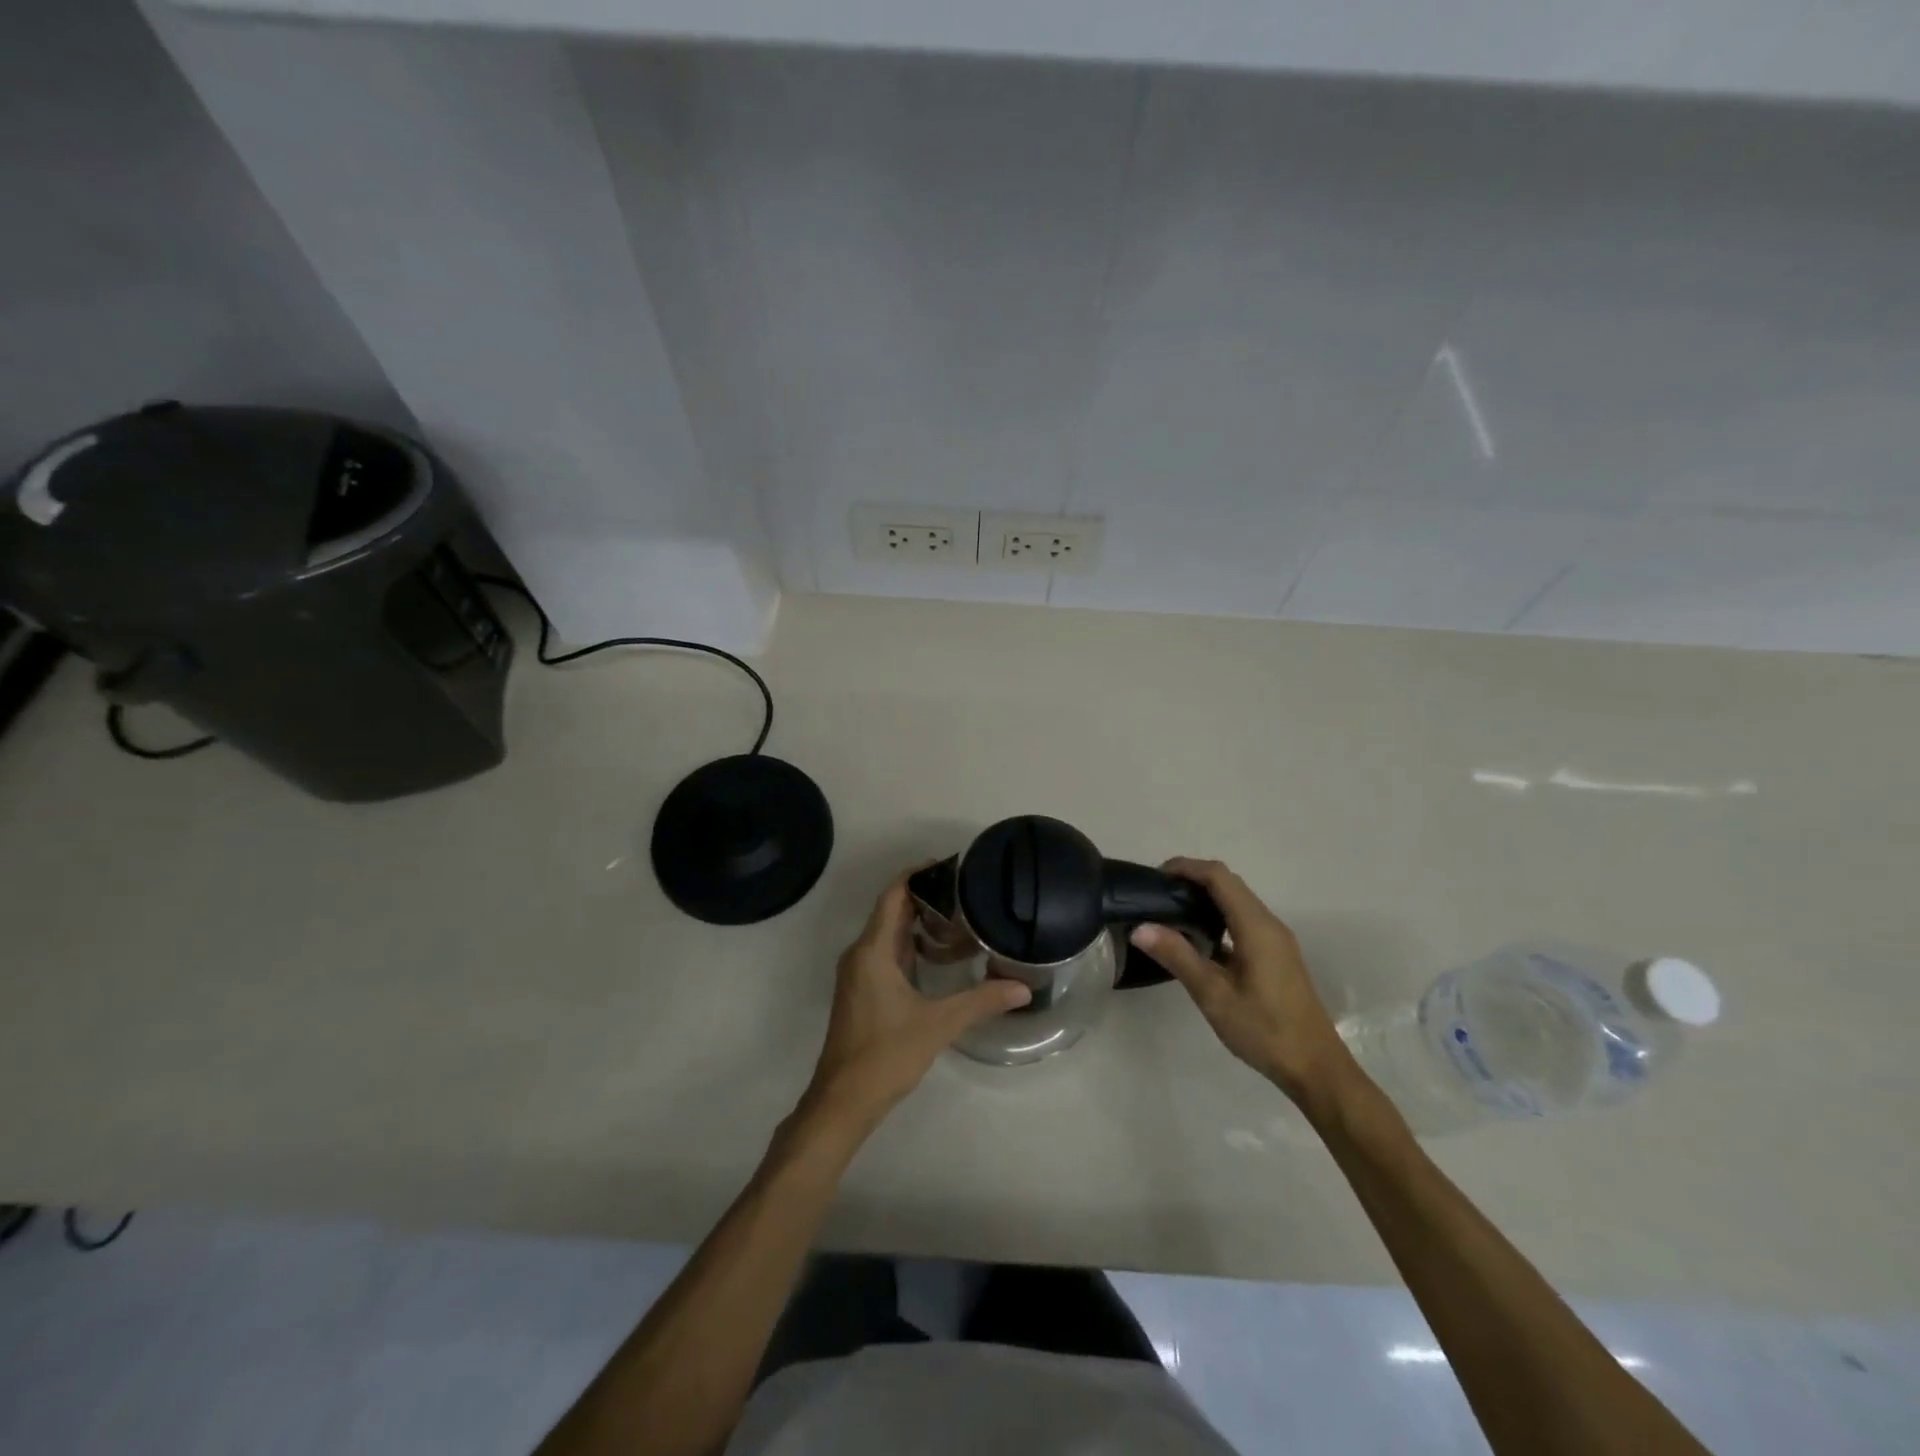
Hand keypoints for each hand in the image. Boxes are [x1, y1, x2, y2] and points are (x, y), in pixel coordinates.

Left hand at [801, 872, 1030, 1134]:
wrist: (843, 1101)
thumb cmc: (885, 1054)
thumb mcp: (938, 1025)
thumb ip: (981, 1001)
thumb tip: (1024, 988)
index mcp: (872, 950)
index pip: (893, 895)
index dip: (918, 874)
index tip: (950, 866)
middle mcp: (861, 954)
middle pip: (892, 910)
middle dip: (926, 898)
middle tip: (966, 892)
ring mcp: (859, 974)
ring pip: (889, 934)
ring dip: (920, 924)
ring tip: (960, 920)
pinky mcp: (862, 991)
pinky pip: (887, 954)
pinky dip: (912, 947)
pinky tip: (941, 958)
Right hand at [1131, 858, 1355, 1108]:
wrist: (1315, 1068)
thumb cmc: (1264, 1030)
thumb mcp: (1213, 995)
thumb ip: (1178, 956)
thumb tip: (1140, 928)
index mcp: (1256, 927)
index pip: (1219, 877)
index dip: (1186, 867)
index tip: (1155, 876)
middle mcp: (1269, 924)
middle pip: (1229, 883)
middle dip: (1192, 879)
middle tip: (1156, 895)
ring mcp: (1275, 940)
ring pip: (1237, 901)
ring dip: (1205, 897)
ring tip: (1169, 912)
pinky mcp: (1275, 955)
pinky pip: (1243, 920)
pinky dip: (1217, 916)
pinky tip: (1197, 939)